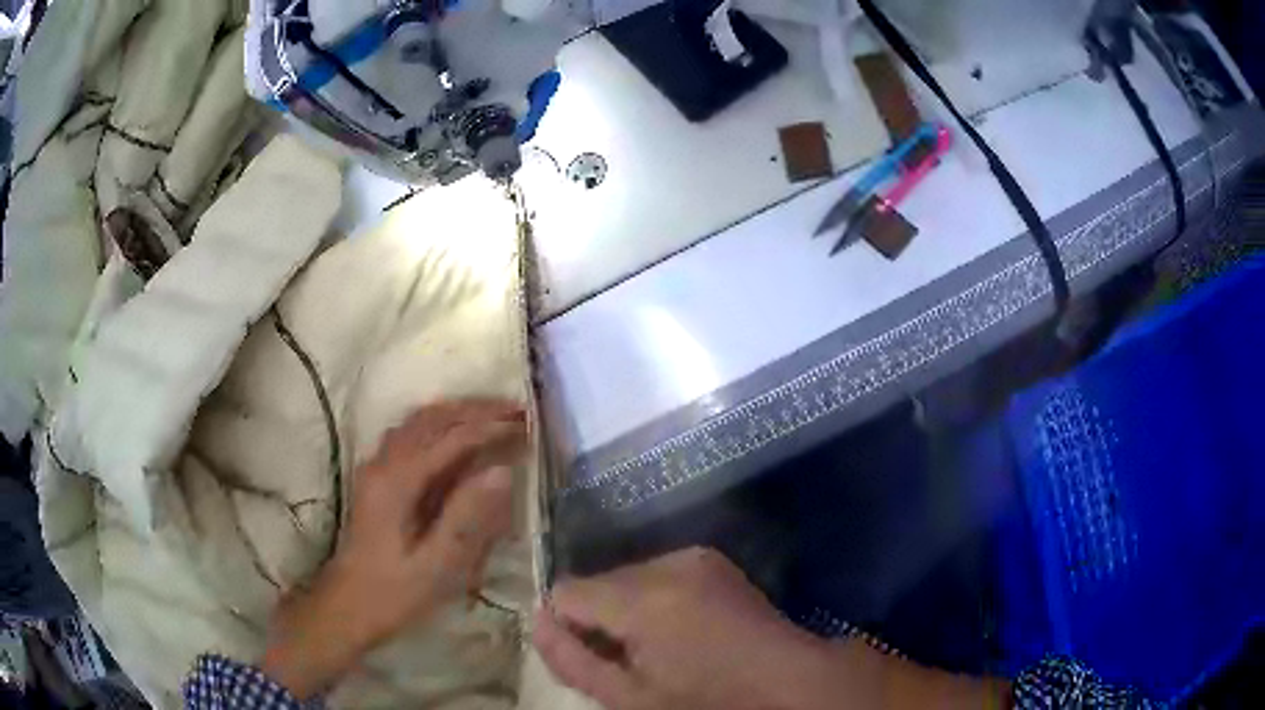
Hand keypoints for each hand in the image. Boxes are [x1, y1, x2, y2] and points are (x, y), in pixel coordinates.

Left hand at [262, 400, 528, 698]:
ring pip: (419, 422)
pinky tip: (457, 436)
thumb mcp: (436, 566)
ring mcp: (377, 468)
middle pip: (432, 419)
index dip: (490, 427)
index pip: (450, 438)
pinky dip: (440, 425)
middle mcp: (384, 463)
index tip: (527, 424)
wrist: (347, 605)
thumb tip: (502, 471)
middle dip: (476, 410)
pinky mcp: (377, 478)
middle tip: (517, 411)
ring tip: (495, 417)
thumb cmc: (394, 593)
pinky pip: (411, 435)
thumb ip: (467, 518)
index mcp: (397, 482)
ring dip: (458, 413)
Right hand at [533, 548, 855, 709]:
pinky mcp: (710, 559)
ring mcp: (694, 556)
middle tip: (630, 659)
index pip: (567, 591)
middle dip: (600, 618)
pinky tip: (680, 631)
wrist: (786, 682)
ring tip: (659, 647)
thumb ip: (572, 660)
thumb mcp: (629, 698)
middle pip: (598, 581)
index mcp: (645, 597)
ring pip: (626, 577)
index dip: (568, 626)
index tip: (590, 656)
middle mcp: (667, 562)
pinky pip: (656, 574)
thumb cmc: (706, 701)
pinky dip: (652, 599)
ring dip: (626, 609)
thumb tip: (537, 621)